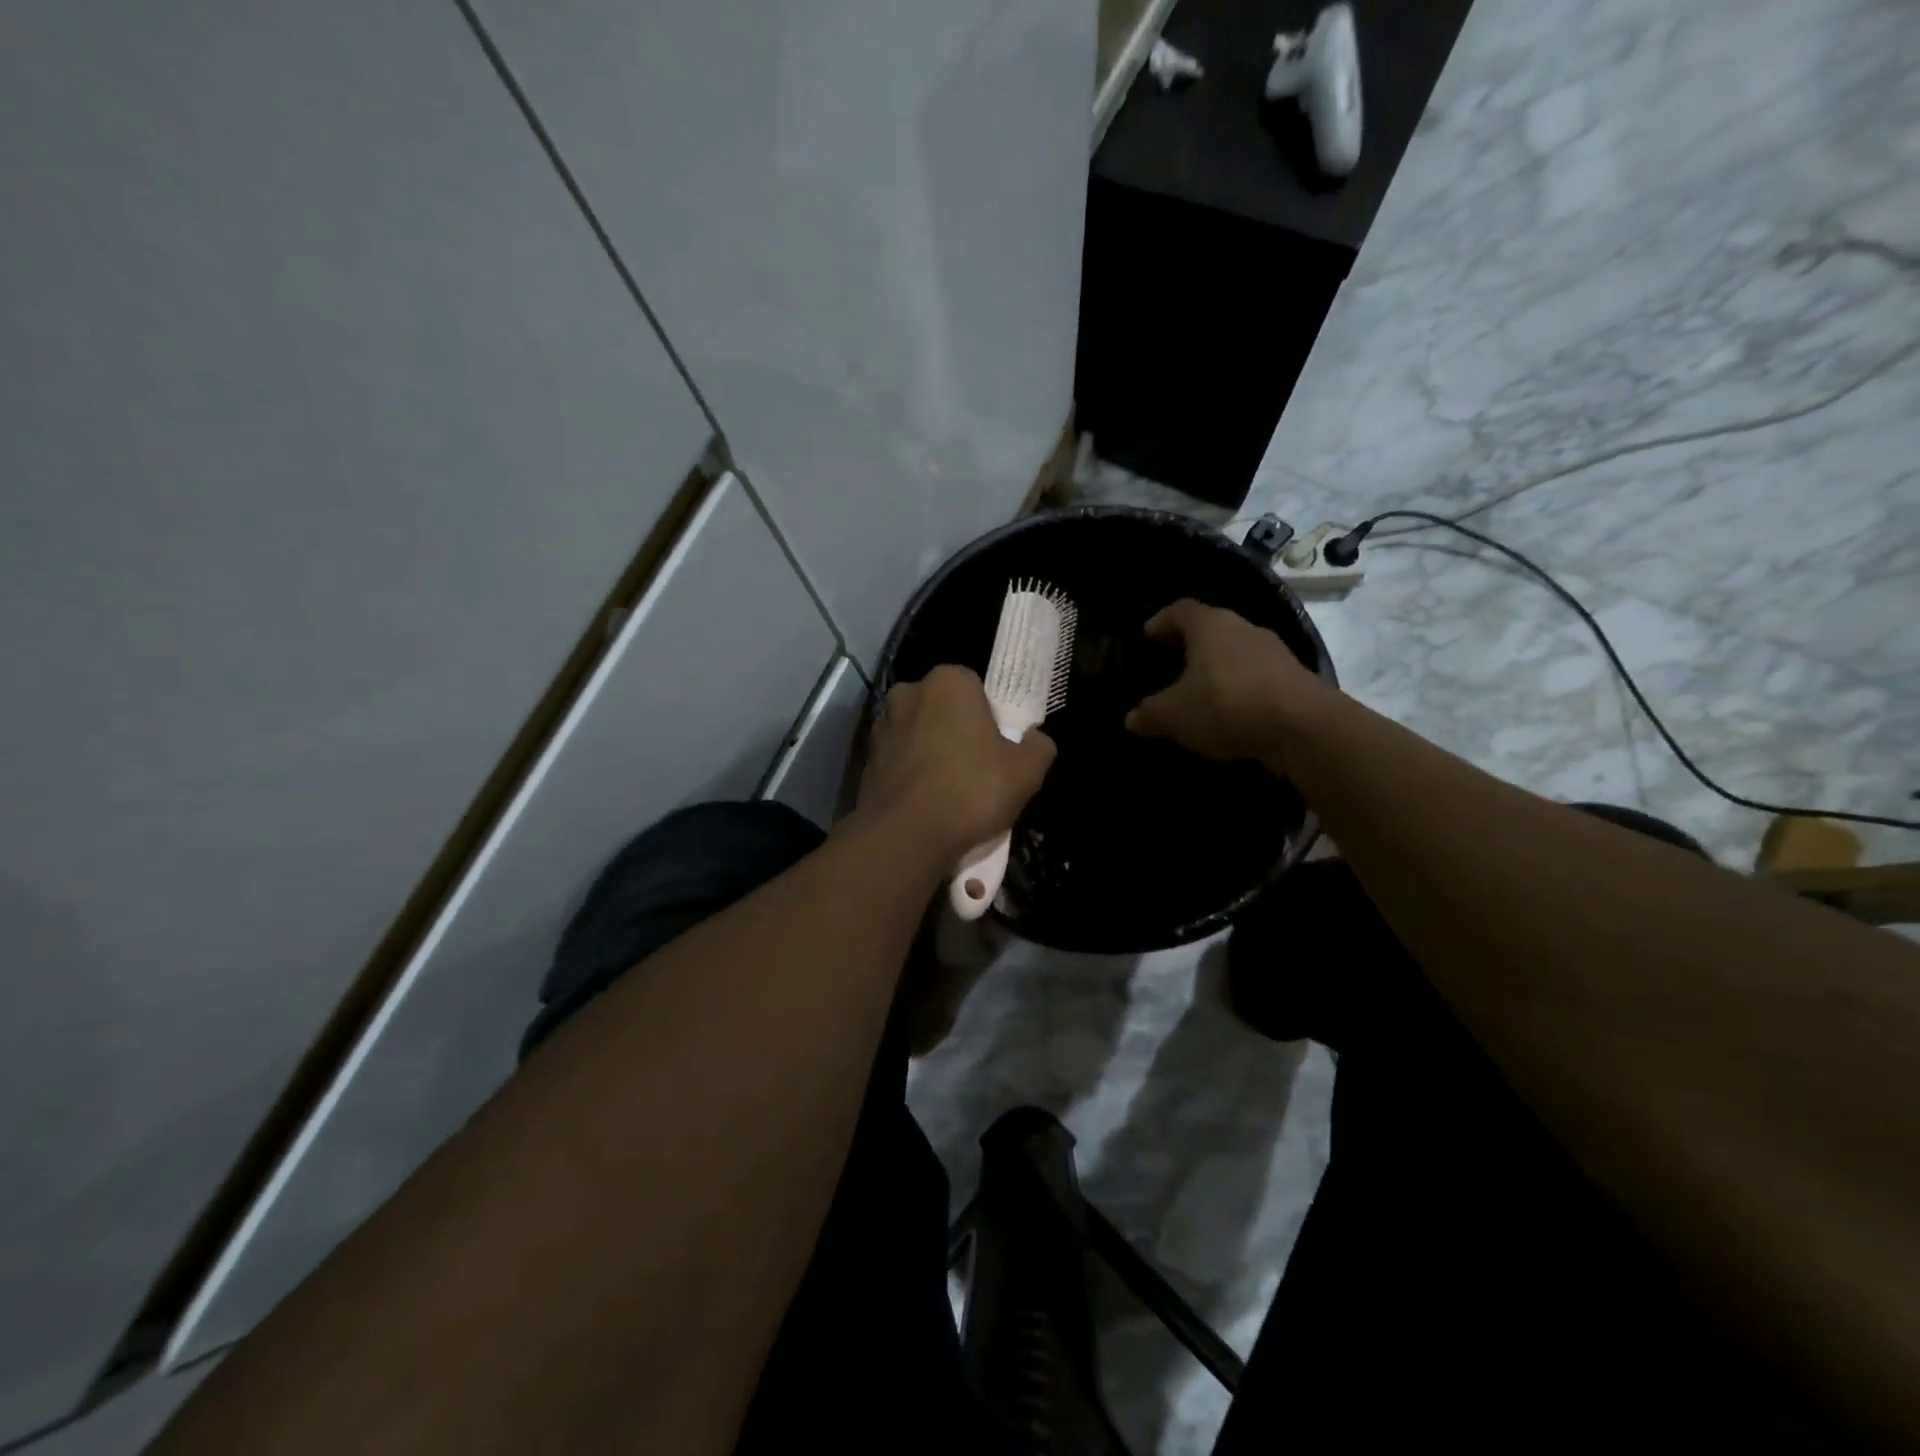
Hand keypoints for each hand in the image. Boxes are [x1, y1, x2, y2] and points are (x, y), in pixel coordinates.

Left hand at [858, 665, 1056, 864]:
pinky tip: (927, 803)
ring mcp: (882, 727)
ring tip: (951, 791)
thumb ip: (1039, 746)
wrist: (905, 835)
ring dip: (932, 753)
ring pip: (919, 735)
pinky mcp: (866, 760)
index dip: (990, 718)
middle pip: (944, 709)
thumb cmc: (971, 790)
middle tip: (978, 769)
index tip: (999, 748)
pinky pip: (900, 761)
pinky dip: (912, 775)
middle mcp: (908, 693)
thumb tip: (1035, 739)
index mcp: (948, 681)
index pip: (976, 688)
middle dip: (958, 731)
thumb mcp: (1027, 771)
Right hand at [1125, 599, 1328, 767]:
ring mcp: (1273, 650)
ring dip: (1217, 667)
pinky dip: (1239, 686)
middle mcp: (1242, 627)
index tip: (1147, 637)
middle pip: (1210, 628)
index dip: (1161, 621)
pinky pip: (1256, 675)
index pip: (1179, 610)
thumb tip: (1132, 718)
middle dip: (1189, 645)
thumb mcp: (1174, 715)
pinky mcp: (1294, 676)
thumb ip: (1150, 714)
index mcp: (1210, 625)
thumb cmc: (1226, 705)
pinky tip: (1231, 709)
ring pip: (1235, 651)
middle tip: (1170, 666)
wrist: (1303, 727)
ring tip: (1200, 691)